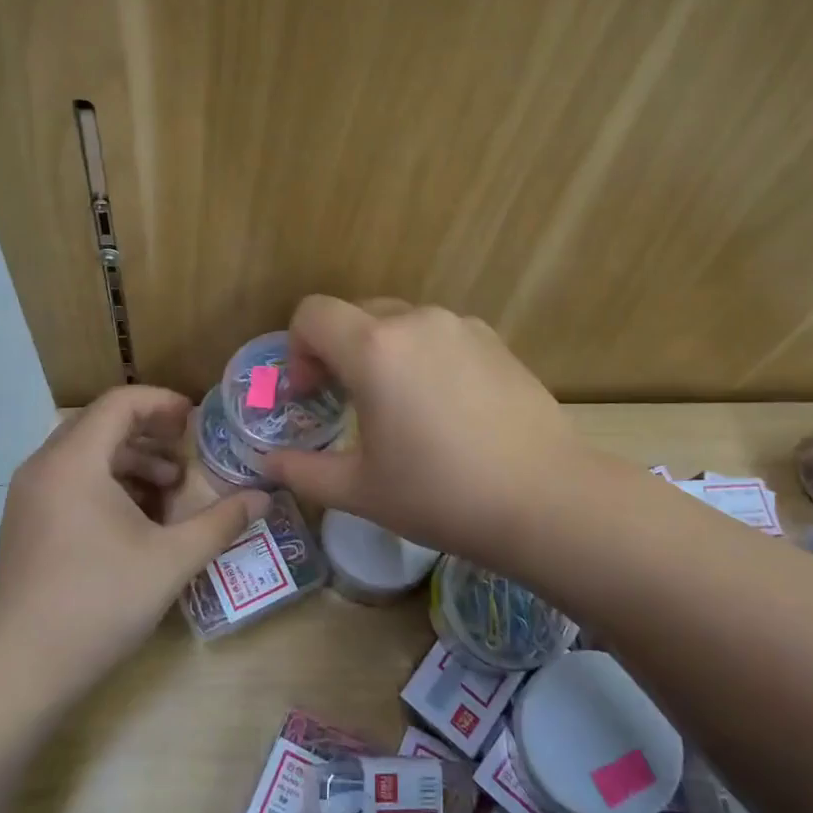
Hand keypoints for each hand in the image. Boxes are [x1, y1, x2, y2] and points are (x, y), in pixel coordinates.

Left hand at [0, 387, 266, 693]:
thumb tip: (264, 498)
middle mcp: (44, 467)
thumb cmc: (98, 602)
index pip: (120, 403)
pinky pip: (71, 480)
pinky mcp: (26, 523)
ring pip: (85, 454)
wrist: (19, 670)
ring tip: (171, 488)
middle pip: (101, 424)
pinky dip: (108, 483)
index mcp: (74, 461)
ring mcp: (29, 496)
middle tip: (188, 453)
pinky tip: (139, 518)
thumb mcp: (171, 560)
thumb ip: (221, 522)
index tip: (197, 421)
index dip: (163, 403)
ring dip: (131, 460)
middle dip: (150, 433)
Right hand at [262, 297, 582, 564]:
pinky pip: (440, 335)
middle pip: (355, 314)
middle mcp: (416, 321)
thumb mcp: (360, 491)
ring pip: (400, 323)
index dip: (298, 349)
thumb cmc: (440, 495)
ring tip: (399, 407)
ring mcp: (461, 326)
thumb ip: (303, 471)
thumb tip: (267, 464)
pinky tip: (445, 407)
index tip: (310, 394)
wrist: (545, 499)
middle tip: (345, 402)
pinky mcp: (495, 341)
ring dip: (382, 353)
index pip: (312, 313)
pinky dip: (424, 356)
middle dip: (337, 351)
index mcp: (374, 348)